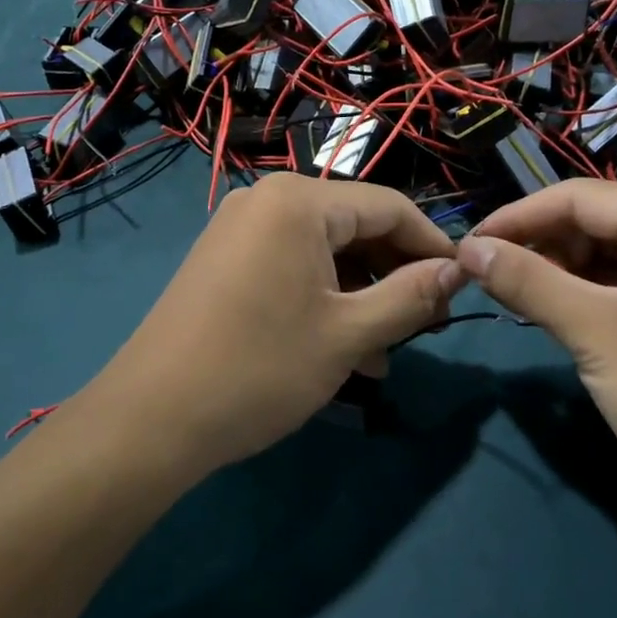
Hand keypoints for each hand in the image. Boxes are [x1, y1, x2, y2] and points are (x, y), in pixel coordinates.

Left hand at [89, 175, 463, 475]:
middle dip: (394, 276)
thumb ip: (410, 296)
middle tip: (425, 327)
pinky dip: (322, 301)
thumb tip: (458, 270)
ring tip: (384, 355)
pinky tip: (343, 351)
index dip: (432, 245)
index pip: (389, 207)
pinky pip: (290, 267)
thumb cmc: (259, 369)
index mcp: (298, 201)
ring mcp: (239, 229)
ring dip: (360, 297)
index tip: (464, 285)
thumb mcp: (348, 335)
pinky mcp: (223, 260)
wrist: (152, 417)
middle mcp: (266, 200)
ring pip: (323, 253)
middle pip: (354, 227)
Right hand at [459, 180, 616, 543]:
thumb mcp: (598, 333)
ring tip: (509, 299)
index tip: (466, 247)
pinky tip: (549, 317)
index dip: (517, 218)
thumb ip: (528, 281)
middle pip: (594, 223)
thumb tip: (467, 249)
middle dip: (537, 247)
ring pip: (605, 258)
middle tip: (484, 279)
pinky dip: (582, 300)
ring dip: (555, 275)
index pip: (581, 198)